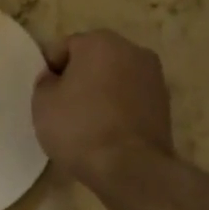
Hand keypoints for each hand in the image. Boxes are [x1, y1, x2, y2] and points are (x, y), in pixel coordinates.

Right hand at [33, 30, 174, 193]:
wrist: (131, 167)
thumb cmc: (80, 127)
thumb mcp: (43, 103)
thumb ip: (46, 82)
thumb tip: (56, 79)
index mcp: (99, 41)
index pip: (64, 49)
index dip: (51, 72)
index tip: (47, 97)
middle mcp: (132, 50)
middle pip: (94, 60)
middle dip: (79, 78)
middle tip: (65, 109)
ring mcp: (154, 76)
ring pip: (115, 79)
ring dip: (102, 93)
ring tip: (88, 123)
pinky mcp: (165, 103)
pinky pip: (131, 98)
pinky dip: (119, 108)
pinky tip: (109, 132)